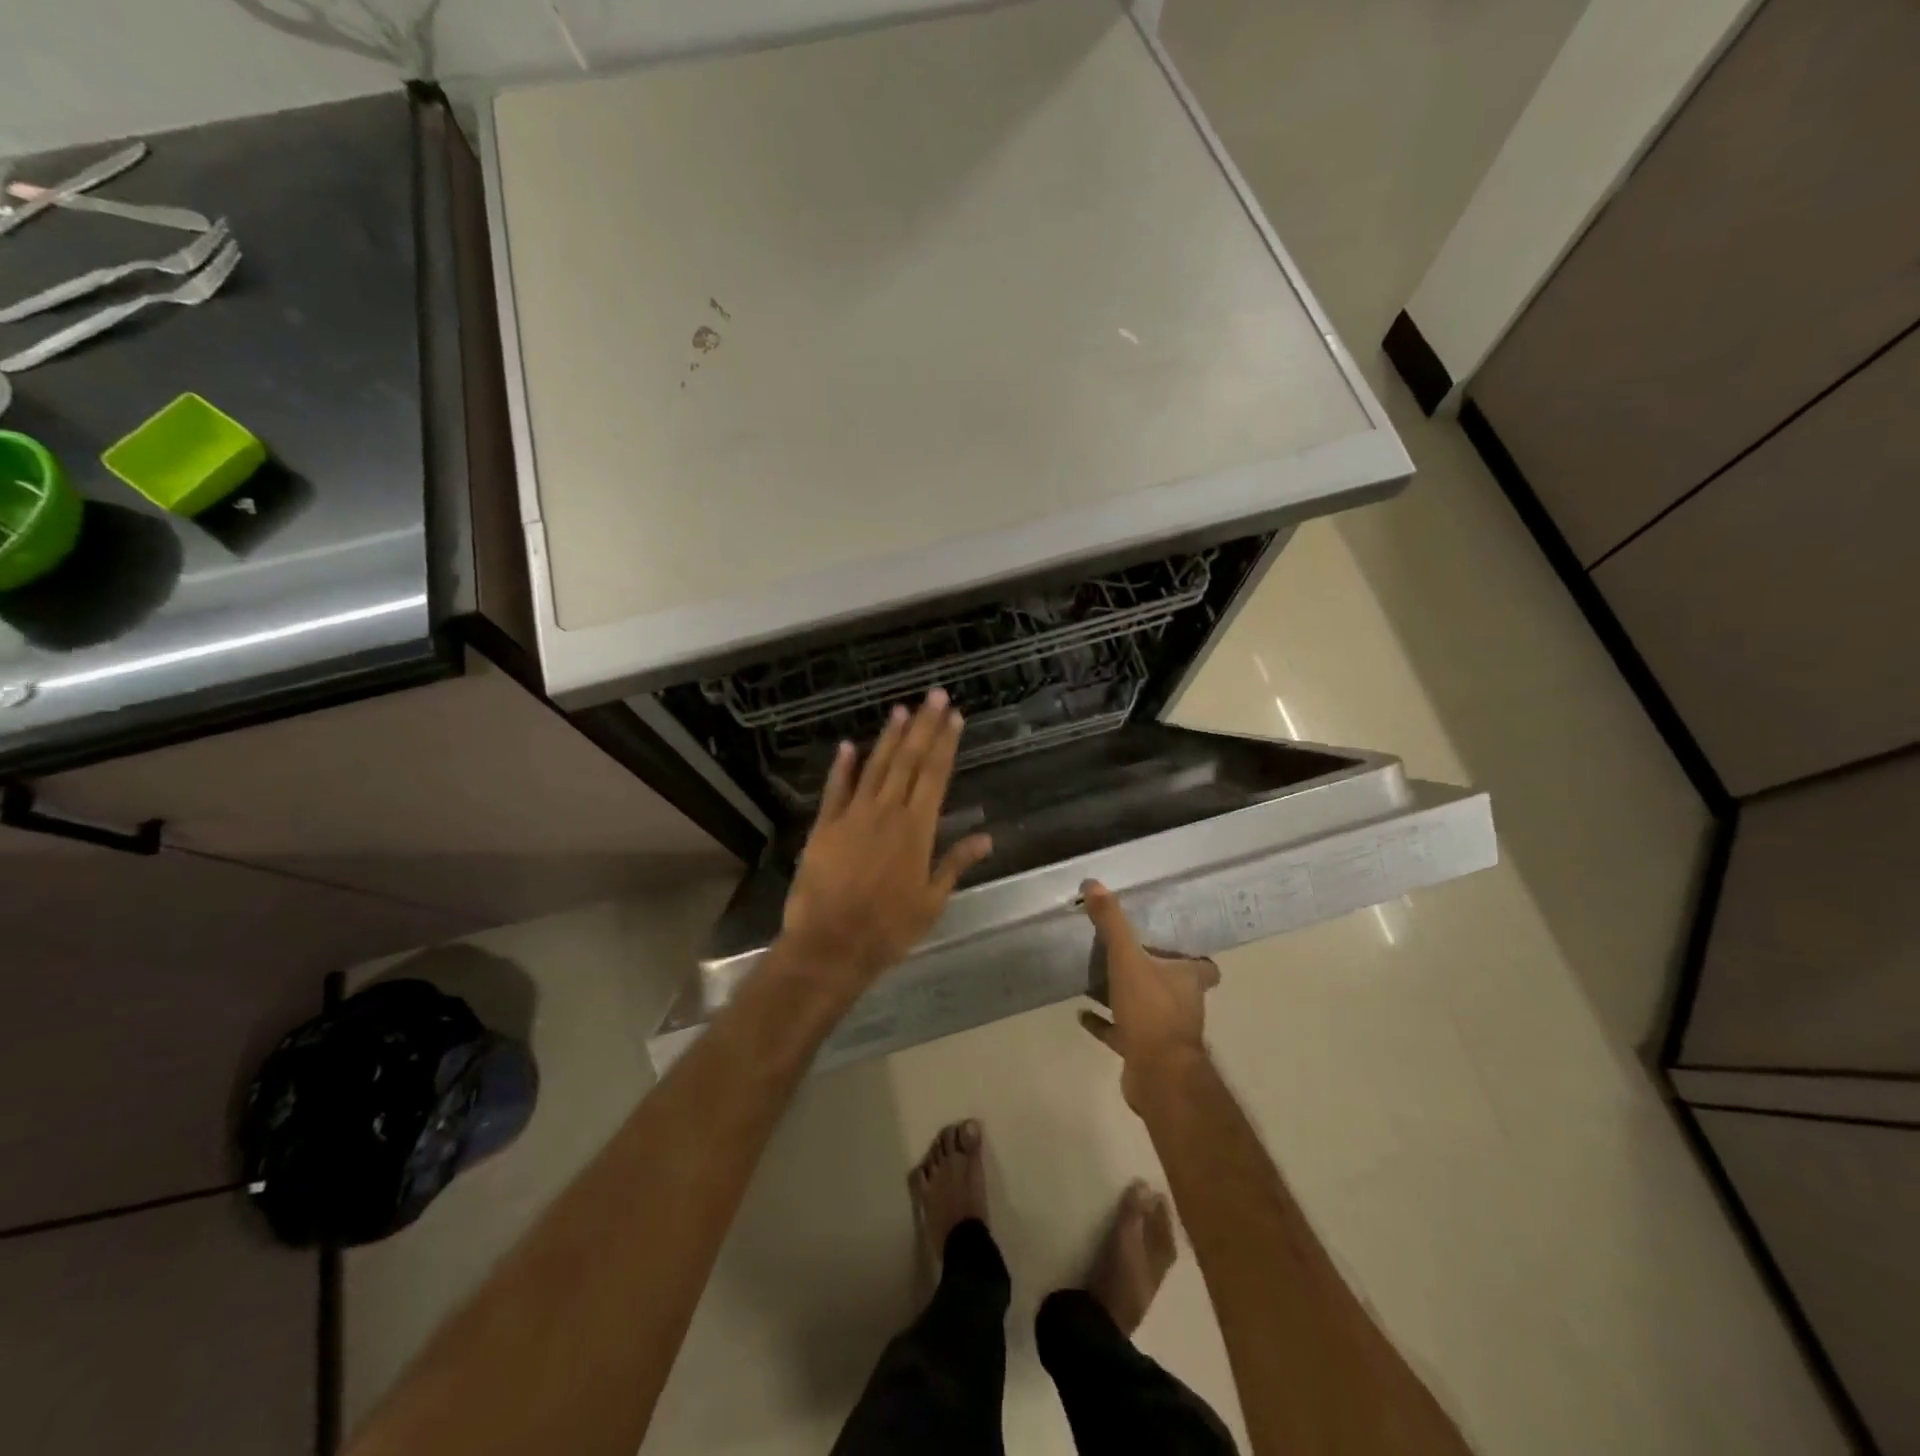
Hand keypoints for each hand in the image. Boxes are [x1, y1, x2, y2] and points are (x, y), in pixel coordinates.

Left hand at [779, 690, 993, 999]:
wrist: (830, 945)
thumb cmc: (888, 928)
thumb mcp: (932, 901)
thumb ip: (956, 863)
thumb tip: (987, 837)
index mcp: (917, 829)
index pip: (935, 775)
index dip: (945, 743)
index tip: (954, 716)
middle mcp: (887, 813)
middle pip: (908, 761)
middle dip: (923, 726)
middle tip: (934, 695)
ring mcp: (853, 816)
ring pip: (875, 767)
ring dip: (889, 737)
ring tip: (901, 709)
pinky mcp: (825, 827)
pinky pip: (835, 789)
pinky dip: (842, 766)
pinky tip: (849, 744)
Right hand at [1078, 881, 1219, 1106]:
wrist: (1157, 1074)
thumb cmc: (1151, 1009)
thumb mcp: (1127, 958)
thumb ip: (1113, 922)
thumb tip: (1094, 884)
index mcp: (1188, 979)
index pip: (1204, 966)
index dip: (1193, 956)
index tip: (1172, 943)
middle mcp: (1183, 1004)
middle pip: (1173, 984)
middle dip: (1153, 972)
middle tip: (1126, 954)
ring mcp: (1164, 1031)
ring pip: (1147, 1008)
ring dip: (1127, 997)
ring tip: (1098, 980)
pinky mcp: (1144, 1053)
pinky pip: (1122, 1033)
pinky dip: (1105, 1023)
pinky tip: (1083, 1014)